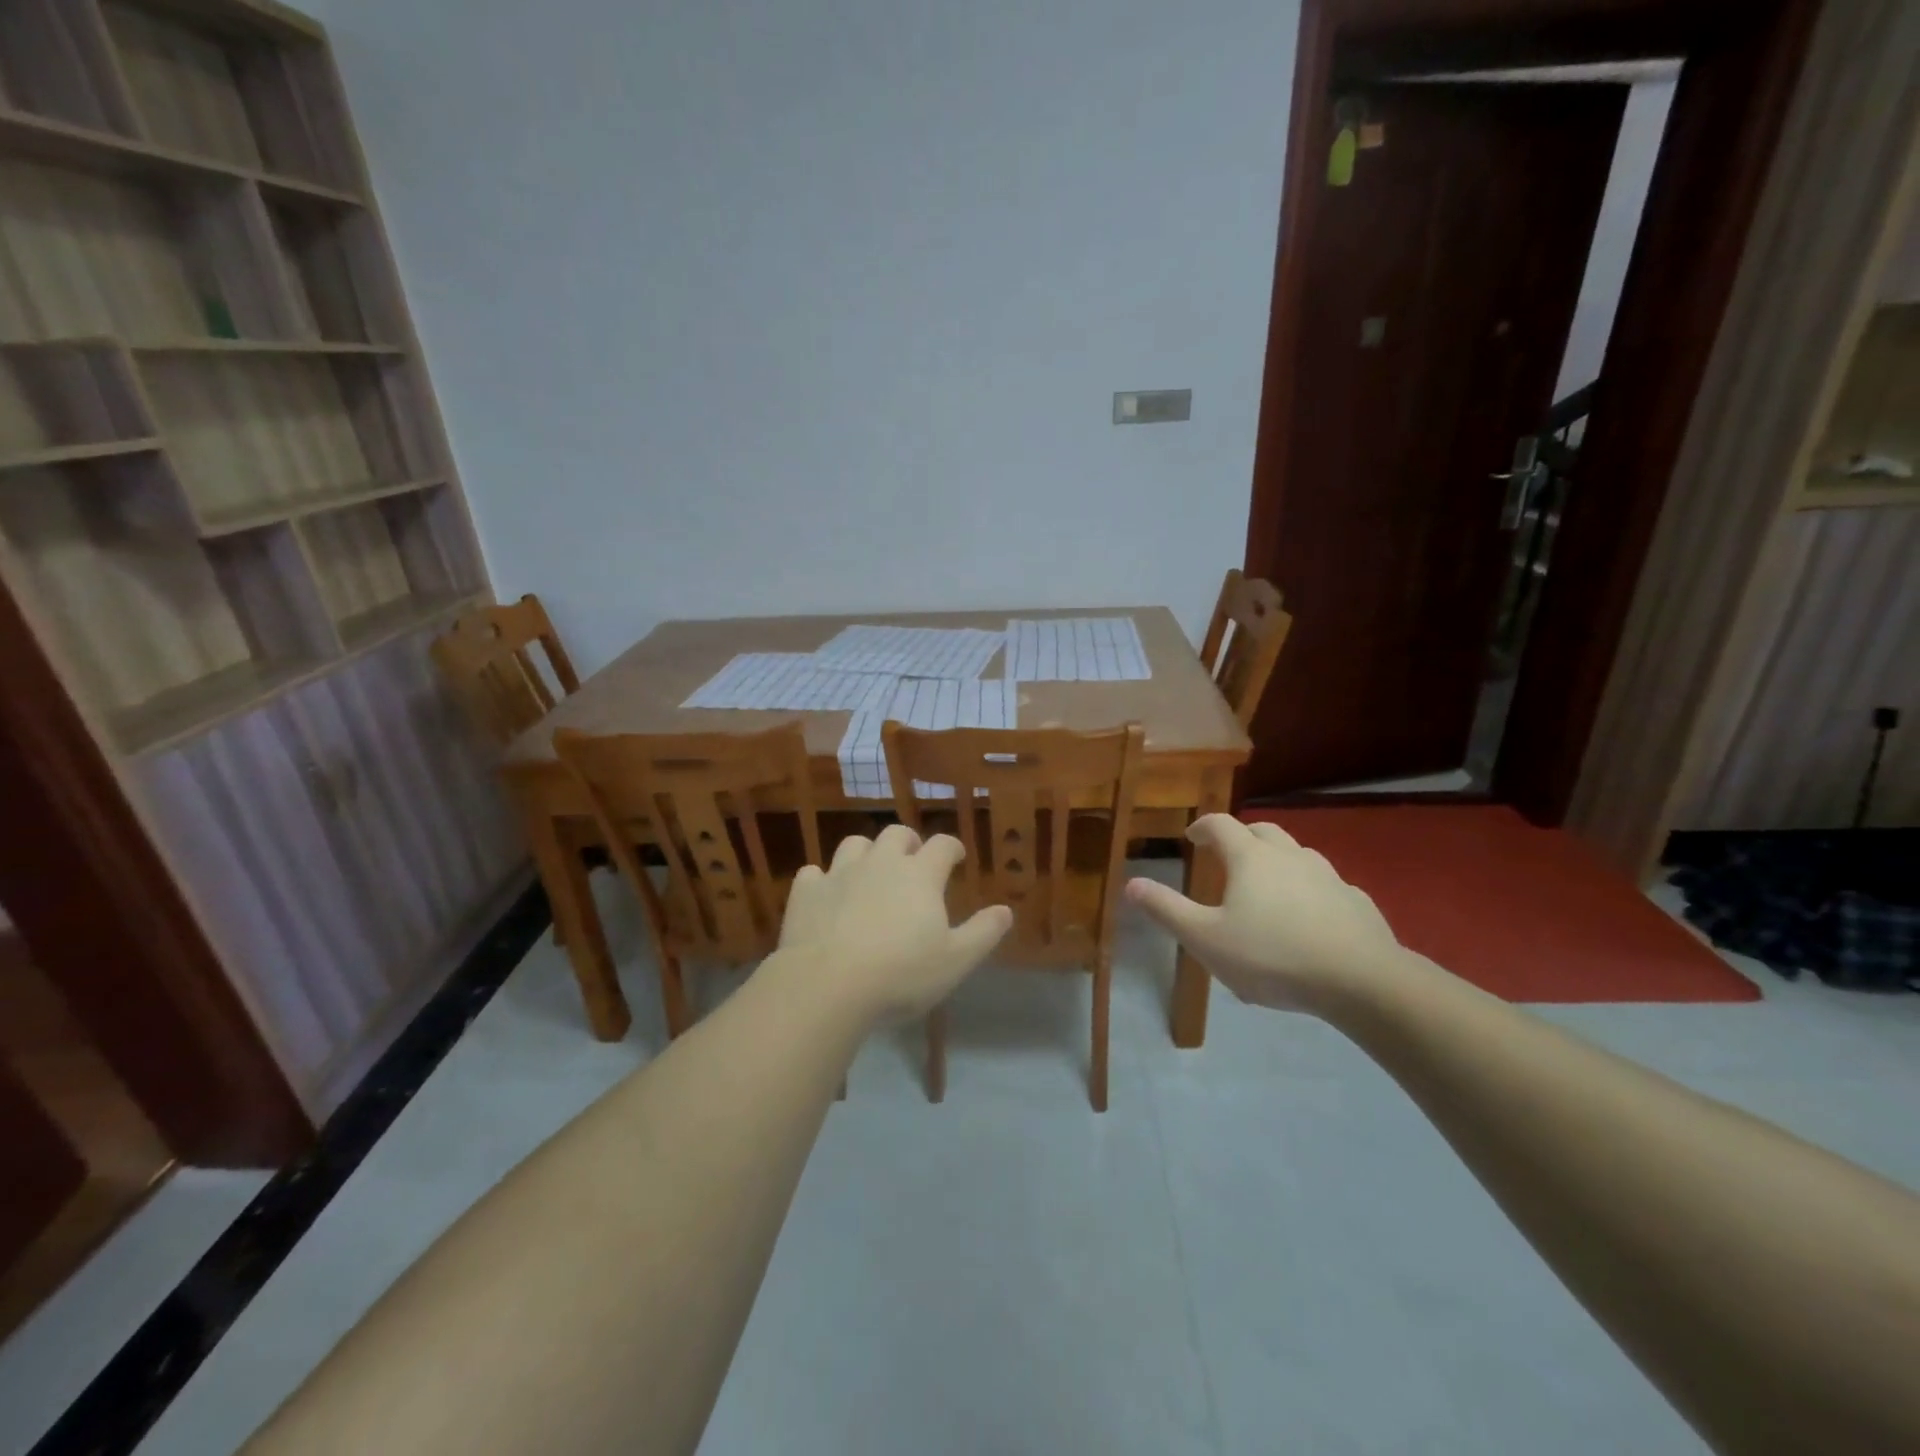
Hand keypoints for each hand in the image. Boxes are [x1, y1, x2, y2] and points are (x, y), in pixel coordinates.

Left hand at [775, 825, 1011, 1025]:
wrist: (827, 985)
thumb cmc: (901, 974)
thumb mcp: (955, 960)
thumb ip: (983, 933)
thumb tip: (1006, 910)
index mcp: (920, 875)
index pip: (943, 845)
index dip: (952, 848)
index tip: (956, 858)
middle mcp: (881, 863)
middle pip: (897, 834)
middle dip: (909, 843)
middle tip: (913, 862)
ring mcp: (840, 873)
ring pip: (855, 844)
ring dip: (867, 853)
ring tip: (870, 873)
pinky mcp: (806, 891)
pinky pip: (814, 873)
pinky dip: (823, 880)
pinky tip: (827, 897)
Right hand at [1125, 815, 1402, 1013]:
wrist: (1361, 981)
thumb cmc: (1272, 956)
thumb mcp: (1205, 939)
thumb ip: (1167, 910)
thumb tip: (1130, 883)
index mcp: (1250, 858)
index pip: (1220, 825)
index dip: (1202, 828)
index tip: (1191, 838)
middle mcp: (1289, 855)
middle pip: (1262, 831)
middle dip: (1241, 837)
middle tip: (1227, 856)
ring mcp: (1328, 875)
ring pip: (1297, 854)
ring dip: (1277, 861)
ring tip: (1267, 887)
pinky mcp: (1356, 901)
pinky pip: (1327, 885)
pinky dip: (1311, 889)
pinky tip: (1310, 916)